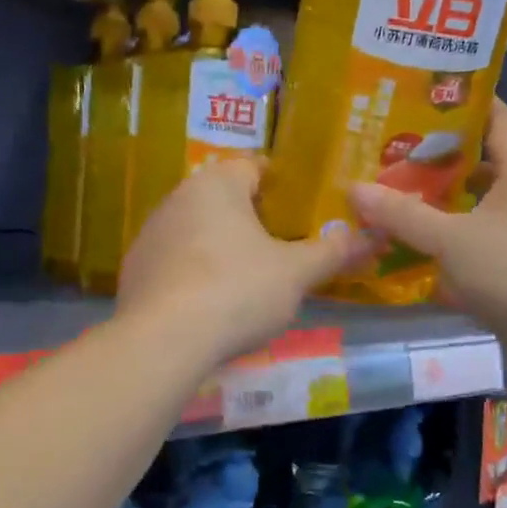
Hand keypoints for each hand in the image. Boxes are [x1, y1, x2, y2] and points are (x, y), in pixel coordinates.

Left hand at [117, 158, 368, 366]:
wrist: (163, 341)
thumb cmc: (237, 291)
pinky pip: (175, 260)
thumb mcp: (296, 274)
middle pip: (223, 198)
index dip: (281, 184)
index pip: (253, 166)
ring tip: (247, 278)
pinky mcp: (134, 269)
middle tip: (281, 246)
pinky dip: (194, 272)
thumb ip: (333, 251)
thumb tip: (371, 236)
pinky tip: (209, 302)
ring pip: (197, 229)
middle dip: (251, 218)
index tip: (301, 209)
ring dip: (221, 245)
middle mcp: (178, 197)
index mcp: (217, 184)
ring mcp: (150, 234)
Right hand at [348, 100, 506, 382]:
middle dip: (435, 161)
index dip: (459, 103)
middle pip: (479, 164)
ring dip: (440, 207)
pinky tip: (414, 252)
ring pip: (476, 209)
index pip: (494, 117)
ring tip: (391, 200)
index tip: (416, 98)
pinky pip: (478, 246)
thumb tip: (353, 189)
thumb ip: (403, 215)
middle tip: (387, 154)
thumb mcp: (453, 239)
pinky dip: (449, 246)